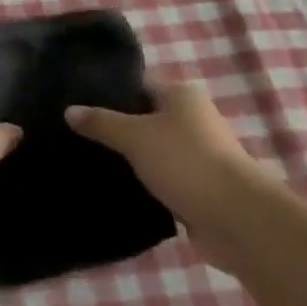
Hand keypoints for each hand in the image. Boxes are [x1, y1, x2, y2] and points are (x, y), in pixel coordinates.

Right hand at [66, 82, 269, 269]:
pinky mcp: (199, 188)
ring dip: (132, 161)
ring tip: (91, 164)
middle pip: (146, 119)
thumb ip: (101, 123)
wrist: (237, 219)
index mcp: (181, 95)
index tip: (78, 105)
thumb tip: (69, 110)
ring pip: (154, 152)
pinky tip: (118, 190)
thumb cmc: (185, 162)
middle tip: (78, 137)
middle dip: (117, 129)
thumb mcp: (134, 136)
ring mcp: (199, 155)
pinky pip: (164, 180)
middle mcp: (193, 119)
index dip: (109, 94)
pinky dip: (146, 185)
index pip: (137, 86)